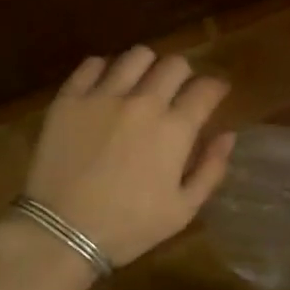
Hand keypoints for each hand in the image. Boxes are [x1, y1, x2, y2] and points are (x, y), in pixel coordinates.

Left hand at [22, 47, 234, 268]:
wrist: (62, 233)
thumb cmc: (128, 227)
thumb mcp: (182, 210)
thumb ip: (211, 169)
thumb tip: (228, 135)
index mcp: (174, 129)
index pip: (205, 89)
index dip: (216, 87)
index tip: (215, 92)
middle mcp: (143, 102)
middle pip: (174, 64)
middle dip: (184, 74)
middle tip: (178, 90)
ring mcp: (103, 96)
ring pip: (136, 56)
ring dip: (147, 65)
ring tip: (142, 82)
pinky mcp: (70, 98)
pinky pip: (92, 64)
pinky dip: (105, 69)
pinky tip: (106, 86)